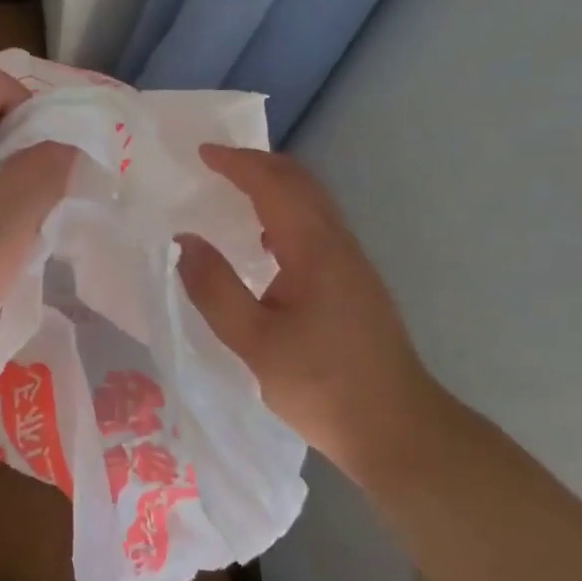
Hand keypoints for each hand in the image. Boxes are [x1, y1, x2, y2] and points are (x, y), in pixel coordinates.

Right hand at [176, 144, 438, 476]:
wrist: (397, 428)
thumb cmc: (321, 385)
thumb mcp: (253, 341)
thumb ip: (214, 288)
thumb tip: (184, 240)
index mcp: (314, 249)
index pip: (274, 185)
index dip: (237, 163)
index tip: (201, 153)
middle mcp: (338, 244)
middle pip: (300, 182)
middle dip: (257, 163)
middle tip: (215, 162)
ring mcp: (352, 263)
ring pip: (312, 203)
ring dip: (274, 186)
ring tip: (234, 190)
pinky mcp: (355, 283)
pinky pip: (317, 227)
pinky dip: (285, 213)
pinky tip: (264, 243)